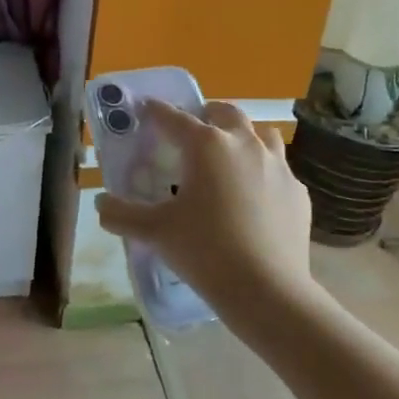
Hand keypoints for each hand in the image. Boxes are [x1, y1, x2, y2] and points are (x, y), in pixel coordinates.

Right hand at [95, 101, 315, 337]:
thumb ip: (122, 214)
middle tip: (193, 130)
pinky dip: (264, 172)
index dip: (156, 111)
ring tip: (230, 154)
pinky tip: (256, 195)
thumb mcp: (155, 232)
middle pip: (225, 113)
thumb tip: (100, 204)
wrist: (268, 290)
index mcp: (207, 145)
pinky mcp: (297, 192)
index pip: (174, 118)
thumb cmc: (206, 251)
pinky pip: (279, 169)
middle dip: (207, 114)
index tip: (145, 107)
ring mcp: (277, 166)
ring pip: (261, 134)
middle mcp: (244, 144)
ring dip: (243, 136)